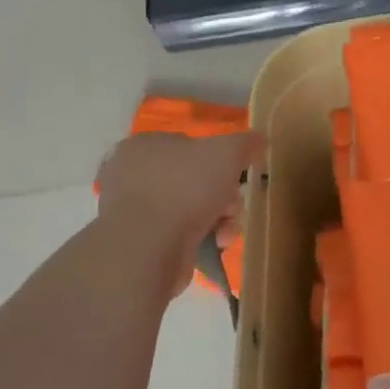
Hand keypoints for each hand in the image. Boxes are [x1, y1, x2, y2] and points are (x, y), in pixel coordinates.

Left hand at [94, 131, 264, 296]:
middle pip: (192, 179)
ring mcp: (132, 214)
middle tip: (233, 205)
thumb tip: (259, 139)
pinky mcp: (139, 246)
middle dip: (221, 194)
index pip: (186, 144)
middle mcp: (130, 177)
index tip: (234, 174)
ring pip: (189, 209)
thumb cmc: (185, 187)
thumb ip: (245, 142)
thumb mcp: (227, 152)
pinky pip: (179, 235)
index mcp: (142, 146)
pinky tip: (215, 244)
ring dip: (218, 218)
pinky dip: (201, 238)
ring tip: (227, 230)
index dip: (215, 158)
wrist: (149, 248)